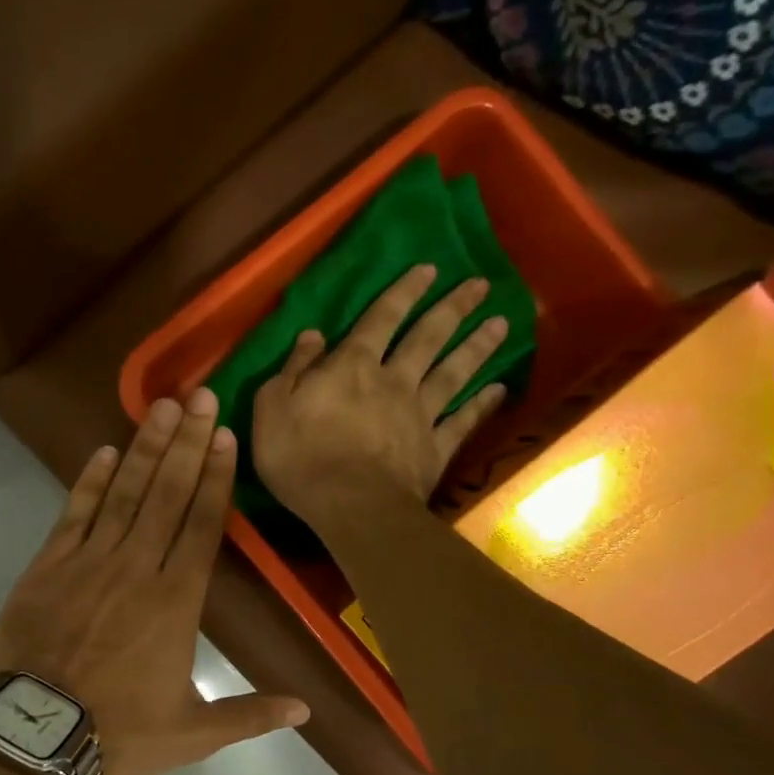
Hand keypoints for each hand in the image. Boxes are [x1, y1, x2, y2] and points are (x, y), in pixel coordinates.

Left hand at [0, 390, 309, 774]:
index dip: (216, 477)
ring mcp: (89, 562)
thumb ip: (249, 714)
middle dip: (188, 443)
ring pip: (125, 494)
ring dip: (146, 448)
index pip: (203, 525)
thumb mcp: (193, 734)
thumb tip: (306, 711)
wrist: (34, 740)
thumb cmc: (118, 735)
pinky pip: (74, 513)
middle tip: (202, 396)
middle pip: (169, 495)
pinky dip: (90, 481)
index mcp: (177, 602)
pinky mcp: (48, 566)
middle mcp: (138, 568)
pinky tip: (105, 451)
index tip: (225, 435)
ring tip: (163, 406)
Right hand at [251, 263, 510, 530]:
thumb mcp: (272, 407)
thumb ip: (293, 368)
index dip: (403, 292)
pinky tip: (498, 389)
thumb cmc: (300, 457)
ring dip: (476, 347)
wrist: (351, 506)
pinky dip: (482, 405)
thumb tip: (313, 334)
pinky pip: (463, 422)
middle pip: (428, 338)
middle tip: (481, 286)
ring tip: (501, 323)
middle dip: (453, 309)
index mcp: (352, 367)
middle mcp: (393, 381)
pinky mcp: (435, 449)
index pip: (381, 319)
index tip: (429, 268)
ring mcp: (419, 415)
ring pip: (453, 373)